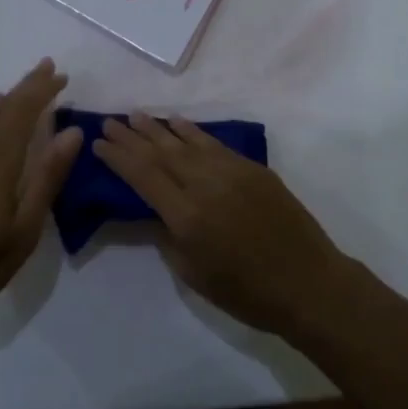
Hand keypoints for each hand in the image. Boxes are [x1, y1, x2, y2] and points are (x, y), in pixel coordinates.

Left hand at [0, 59, 81, 321]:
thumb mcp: (22, 230)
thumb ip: (46, 178)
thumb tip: (71, 132)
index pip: (24, 111)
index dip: (43, 90)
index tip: (61, 74)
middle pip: (2, 109)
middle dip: (26, 87)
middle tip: (45, 68)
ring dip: (2, 104)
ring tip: (12, 93)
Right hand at [92, 115, 353, 335]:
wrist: (308, 283)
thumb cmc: (247, 292)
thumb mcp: (195, 275)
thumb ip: (169, 237)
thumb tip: (155, 210)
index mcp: (186, 215)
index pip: (143, 176)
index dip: (118, 157)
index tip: (99, 143)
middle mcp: (204, 184)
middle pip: (160, 153)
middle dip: (132, 136)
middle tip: (109, 121)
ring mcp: (230, 171)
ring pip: (185, 142)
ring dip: (158, 128)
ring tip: (136, 116)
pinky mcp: (251, 168)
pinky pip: (213, 143)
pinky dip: (192, 132)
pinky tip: (177, 123)